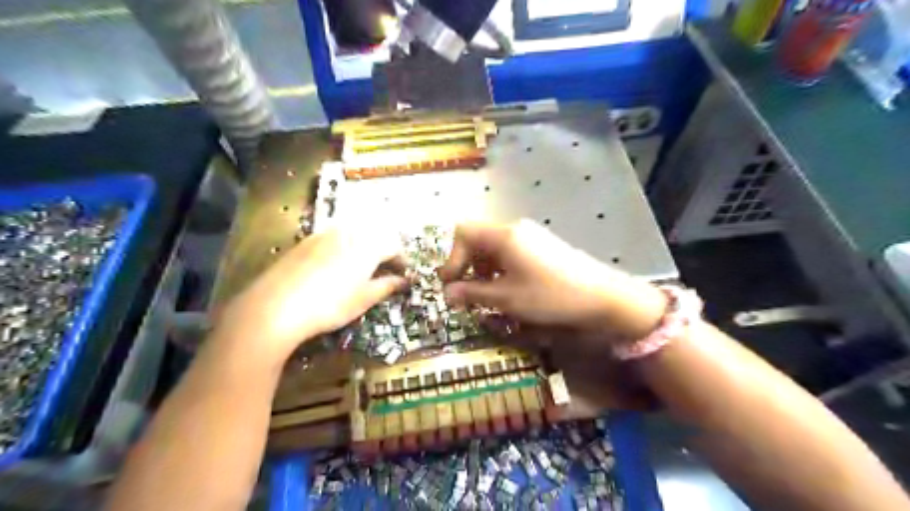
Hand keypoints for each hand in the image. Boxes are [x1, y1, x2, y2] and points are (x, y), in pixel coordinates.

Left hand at [213, 226, 405, 362]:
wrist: (276, 306)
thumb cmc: (329, 305)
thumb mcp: (363, 299)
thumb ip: (387, 286)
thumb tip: (403, 281)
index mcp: (368, 246)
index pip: (394, 246)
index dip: (402, 260)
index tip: (403, 274)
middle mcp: (350, 233)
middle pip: (376, 233)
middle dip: (384, 249)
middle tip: (385, 269)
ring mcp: (326, 233)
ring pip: (355, 231)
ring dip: (365, 244)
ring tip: (363, 265)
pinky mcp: (307, 240)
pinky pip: (334, 235)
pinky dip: (344, 244)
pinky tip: (336, 263)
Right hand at [440, 220, 666, 339]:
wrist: (602, 296)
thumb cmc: (549, 296)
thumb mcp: (506, 298)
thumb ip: (473, 293)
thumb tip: (447, 292)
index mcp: (503, 235)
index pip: (463, 233)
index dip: (452, 258)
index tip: (450, 285)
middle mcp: (515, 228)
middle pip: (478, 238)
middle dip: (466, 264)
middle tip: (464, 292)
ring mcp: (531, 235)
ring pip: (494, 246)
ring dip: (482, 268)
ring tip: (485, 293)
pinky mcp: (543, 245)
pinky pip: (510, 251)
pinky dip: (500, 267)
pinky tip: (507, 287)